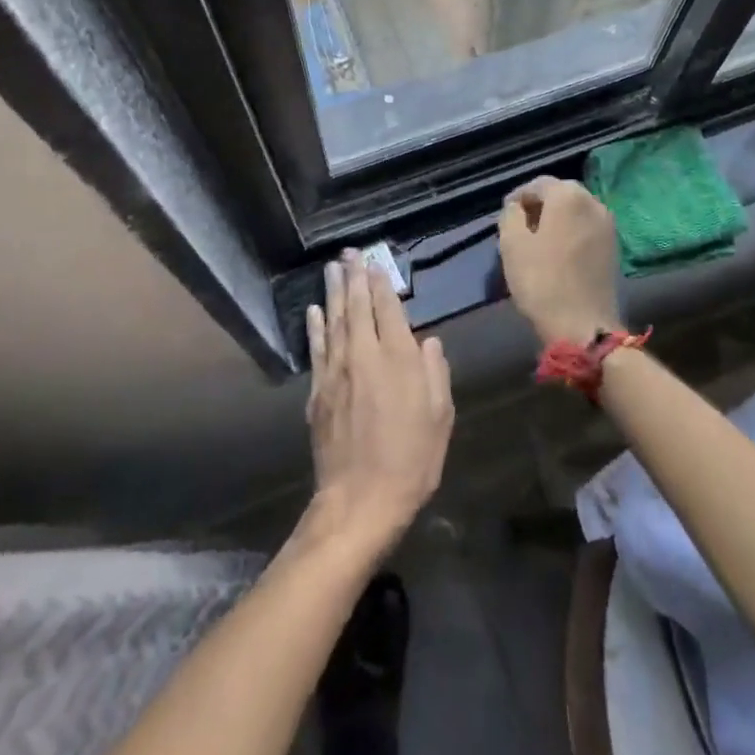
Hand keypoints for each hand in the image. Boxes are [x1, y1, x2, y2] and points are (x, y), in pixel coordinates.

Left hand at [302, 252, 453, 559]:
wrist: (360, 501)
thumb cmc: (411, 460)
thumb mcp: (440, 417)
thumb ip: (435, 373)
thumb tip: (427, 341)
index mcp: (398, 359)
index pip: (388, 309)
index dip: (382, 283)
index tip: (376, 261)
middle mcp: (364, 356)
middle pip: (357, 306)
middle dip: (355, 276)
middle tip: (350, 252)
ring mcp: (336, 372)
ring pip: (334, 321)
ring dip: (334, 292)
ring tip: (333, 268)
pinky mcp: (318, 392)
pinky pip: (316, 349)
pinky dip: (315, 326)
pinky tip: (314, 310)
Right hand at [498, 176, 622, 345]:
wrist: (583, 326)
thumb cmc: (542, 281)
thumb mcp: (512, 244)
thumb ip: (510, 215)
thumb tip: (516, 207)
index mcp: (568, 195)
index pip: (537, 184)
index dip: (518, 197)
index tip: (505, 215)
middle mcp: (593, 202)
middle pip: (560, 194)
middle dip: (539, 206)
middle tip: (520, 227)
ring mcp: (608, 225)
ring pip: (576, 211)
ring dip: (556, 219)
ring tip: (538, 241)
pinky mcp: (615, 247)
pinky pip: (587, 228)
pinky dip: (571, 232)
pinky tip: (558, 253)